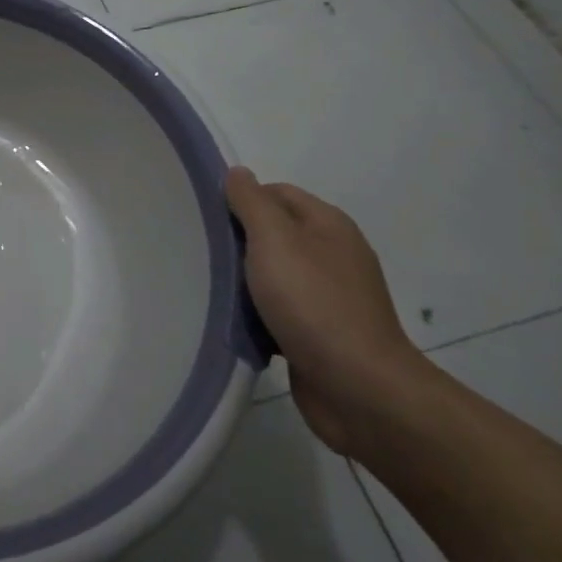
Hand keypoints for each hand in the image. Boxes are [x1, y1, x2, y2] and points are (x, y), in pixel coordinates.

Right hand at [226, 166, 427, 455]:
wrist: (360, 389)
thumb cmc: (314, 304)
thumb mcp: (275, 240)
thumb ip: (252, 203)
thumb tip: (238, 173)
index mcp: (328, 224)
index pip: (276, 192)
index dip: (241, 199)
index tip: (206, 218)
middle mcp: (333, 254)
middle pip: (274, 233)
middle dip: (238, 241)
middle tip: (201, 252)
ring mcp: (330, 296)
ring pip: (274, 274)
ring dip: (244, 281)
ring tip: (210, 287)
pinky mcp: (321, 333)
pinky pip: (279, 310)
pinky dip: (257, 313)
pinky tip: (235, 321)